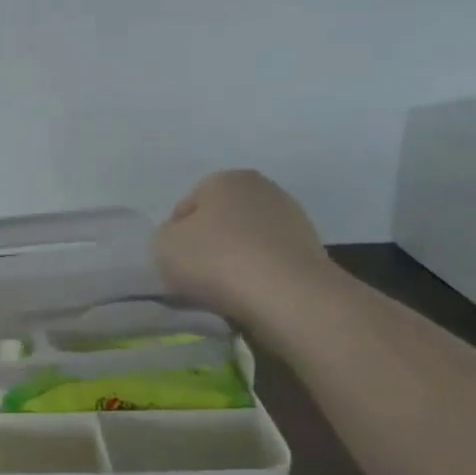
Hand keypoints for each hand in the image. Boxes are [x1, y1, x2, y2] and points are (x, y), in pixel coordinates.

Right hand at [154, 170, 339, 336]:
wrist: (287, 296)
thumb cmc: (217, 260)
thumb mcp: (163, 245)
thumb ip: (164, 237)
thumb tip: (182, 242)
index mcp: (225, 178)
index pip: (185, 208)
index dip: (174, 237)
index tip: (174, 264)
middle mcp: (262, 188)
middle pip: (219, 222)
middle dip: (207, 246)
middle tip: (197, 277)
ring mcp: (292, 218)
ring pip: (245, 242)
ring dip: (234, 262)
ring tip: (225, 292)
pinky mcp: (311, 250)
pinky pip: (269, 262)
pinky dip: (258, 276)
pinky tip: (251, 296)